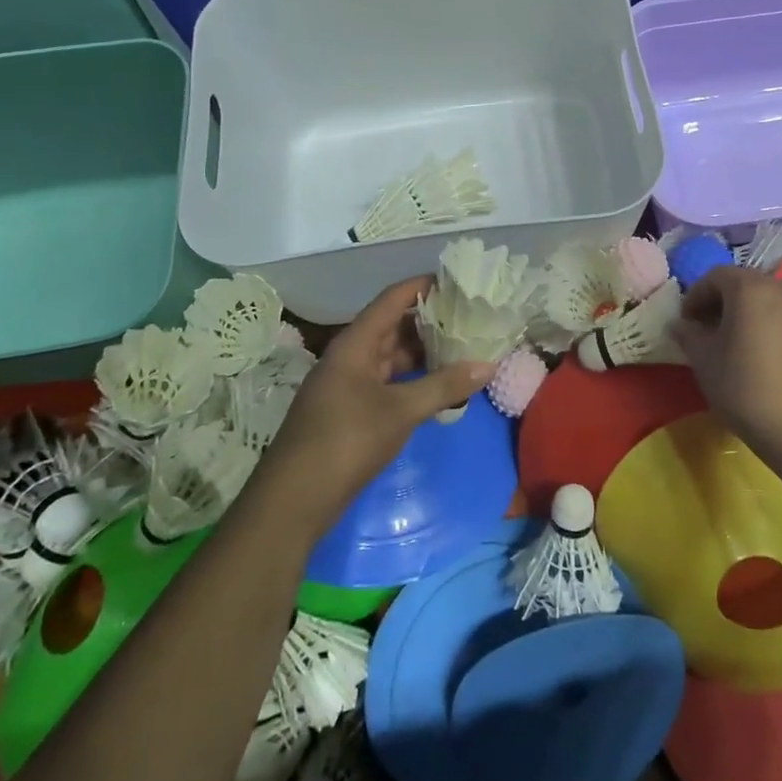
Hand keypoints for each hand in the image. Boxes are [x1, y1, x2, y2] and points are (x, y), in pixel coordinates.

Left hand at [257, 278, 494, 534]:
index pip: (392, 300)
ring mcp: (349, 385)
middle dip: (429, 321)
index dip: (422, 286)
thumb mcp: (400, 411)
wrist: (294, 500)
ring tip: (463, 348)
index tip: (456, 279)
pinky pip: (388, 383)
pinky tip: (440, 387)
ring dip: (423, 353)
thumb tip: (487, 365)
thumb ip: (444, 386)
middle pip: (393, 326)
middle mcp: (350, 357)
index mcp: (355, 343)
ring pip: (392, 357)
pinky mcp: (351, 411)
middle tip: (470, 317)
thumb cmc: (346, 441)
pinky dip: (414, 381)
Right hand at [669, 266, 781, 459]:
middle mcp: (779, 288)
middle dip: (719, 302)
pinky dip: (765, 322)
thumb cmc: (744, 387)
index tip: (685, 323)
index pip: (714, 276)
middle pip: (741, 283)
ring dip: (743, 311)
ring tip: (731, 341)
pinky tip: (757, 352)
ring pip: (764, 298)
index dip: (694, 296)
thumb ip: (688, 334)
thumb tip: (680, 324)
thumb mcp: (703, 359)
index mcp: (749, 287)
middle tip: (705, 330)